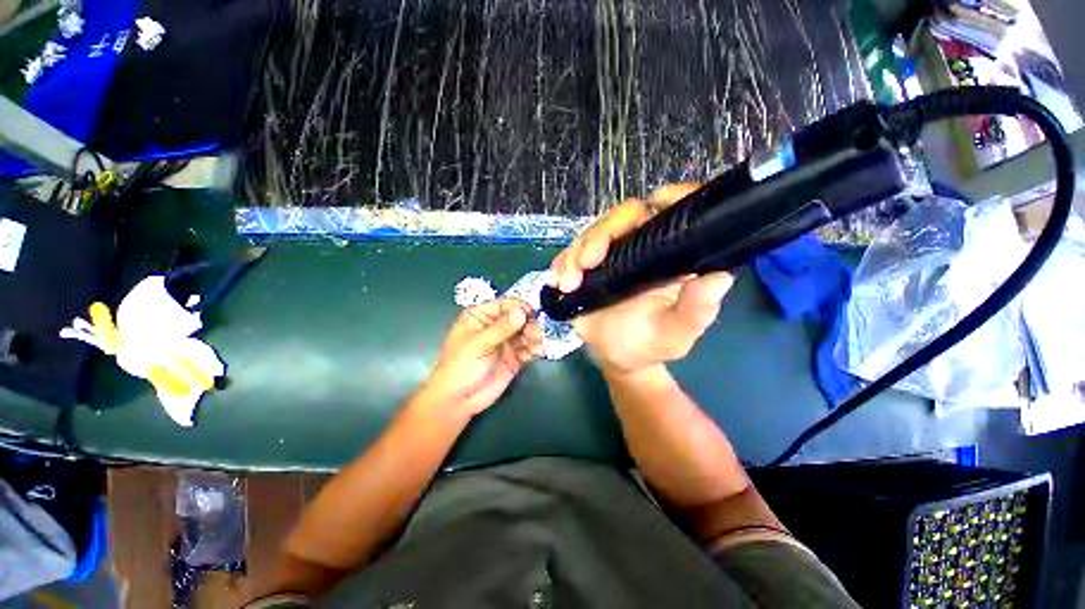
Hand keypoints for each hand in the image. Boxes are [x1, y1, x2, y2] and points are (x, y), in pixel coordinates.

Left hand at [420, 298, 543, 417]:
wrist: (458, 401)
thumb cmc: (460, 367)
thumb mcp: (478, 344)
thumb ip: (501, 328)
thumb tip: (521, 312)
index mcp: (480, 317)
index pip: (503, 305)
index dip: (518, 307)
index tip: (531, 313)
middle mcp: (495, 326)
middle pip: (518, 317)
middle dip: (528, 322)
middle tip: (535, 331)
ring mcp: (506, 342)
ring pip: (525, 332)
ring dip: (533, 335)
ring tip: (536, 342)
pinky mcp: (514, 358)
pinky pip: (528, 348)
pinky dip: (534, 348)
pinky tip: (535, 352)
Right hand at [548, 183, 733, 374]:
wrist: (617, 356)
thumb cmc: (650, 343)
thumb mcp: (675, 333)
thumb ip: (695, 311)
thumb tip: (719, 278)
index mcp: (672, 256)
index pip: (678, 214)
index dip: (675, 197)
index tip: (660, 199)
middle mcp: (643, 247)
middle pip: (625, 217)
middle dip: (602, 235)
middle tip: (587, 262)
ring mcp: (613, 253)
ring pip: (594, 233)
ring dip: (577, 252)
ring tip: (569, 282)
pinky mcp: (589, 264)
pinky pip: (572, 252)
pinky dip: (563, 262)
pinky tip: (559, 281)